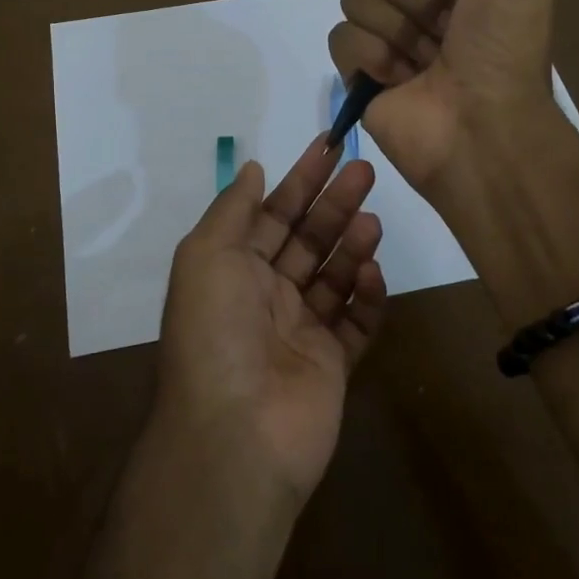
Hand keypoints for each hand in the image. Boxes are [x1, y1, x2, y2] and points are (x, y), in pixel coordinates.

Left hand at [155, 137, 387, 501]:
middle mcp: (265, 296)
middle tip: (365, 171)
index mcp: (232, 270)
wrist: (236, 432)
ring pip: (334, 276)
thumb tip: (253, 169)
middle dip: (334, 204)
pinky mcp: (332, 365)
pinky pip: (356, 322)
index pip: (272, 214)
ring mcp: (300, 331)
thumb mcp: (207, 255)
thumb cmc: (215, 331)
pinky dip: (366, 297)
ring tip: (371, 221)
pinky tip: (370, 274)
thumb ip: (234, 210)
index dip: (300, 180)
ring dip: (352, 246)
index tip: (329, 147)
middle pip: (308, 239)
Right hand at [329, 0, 563, 190]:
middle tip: (443, 29)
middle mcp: (419, 0)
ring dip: (395, 31)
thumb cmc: (506, 45)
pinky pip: (340, 39)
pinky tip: (398, 80)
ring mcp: (386, 36)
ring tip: (424, 63)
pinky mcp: (358, 72)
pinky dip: (371, 58)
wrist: (480, 125)